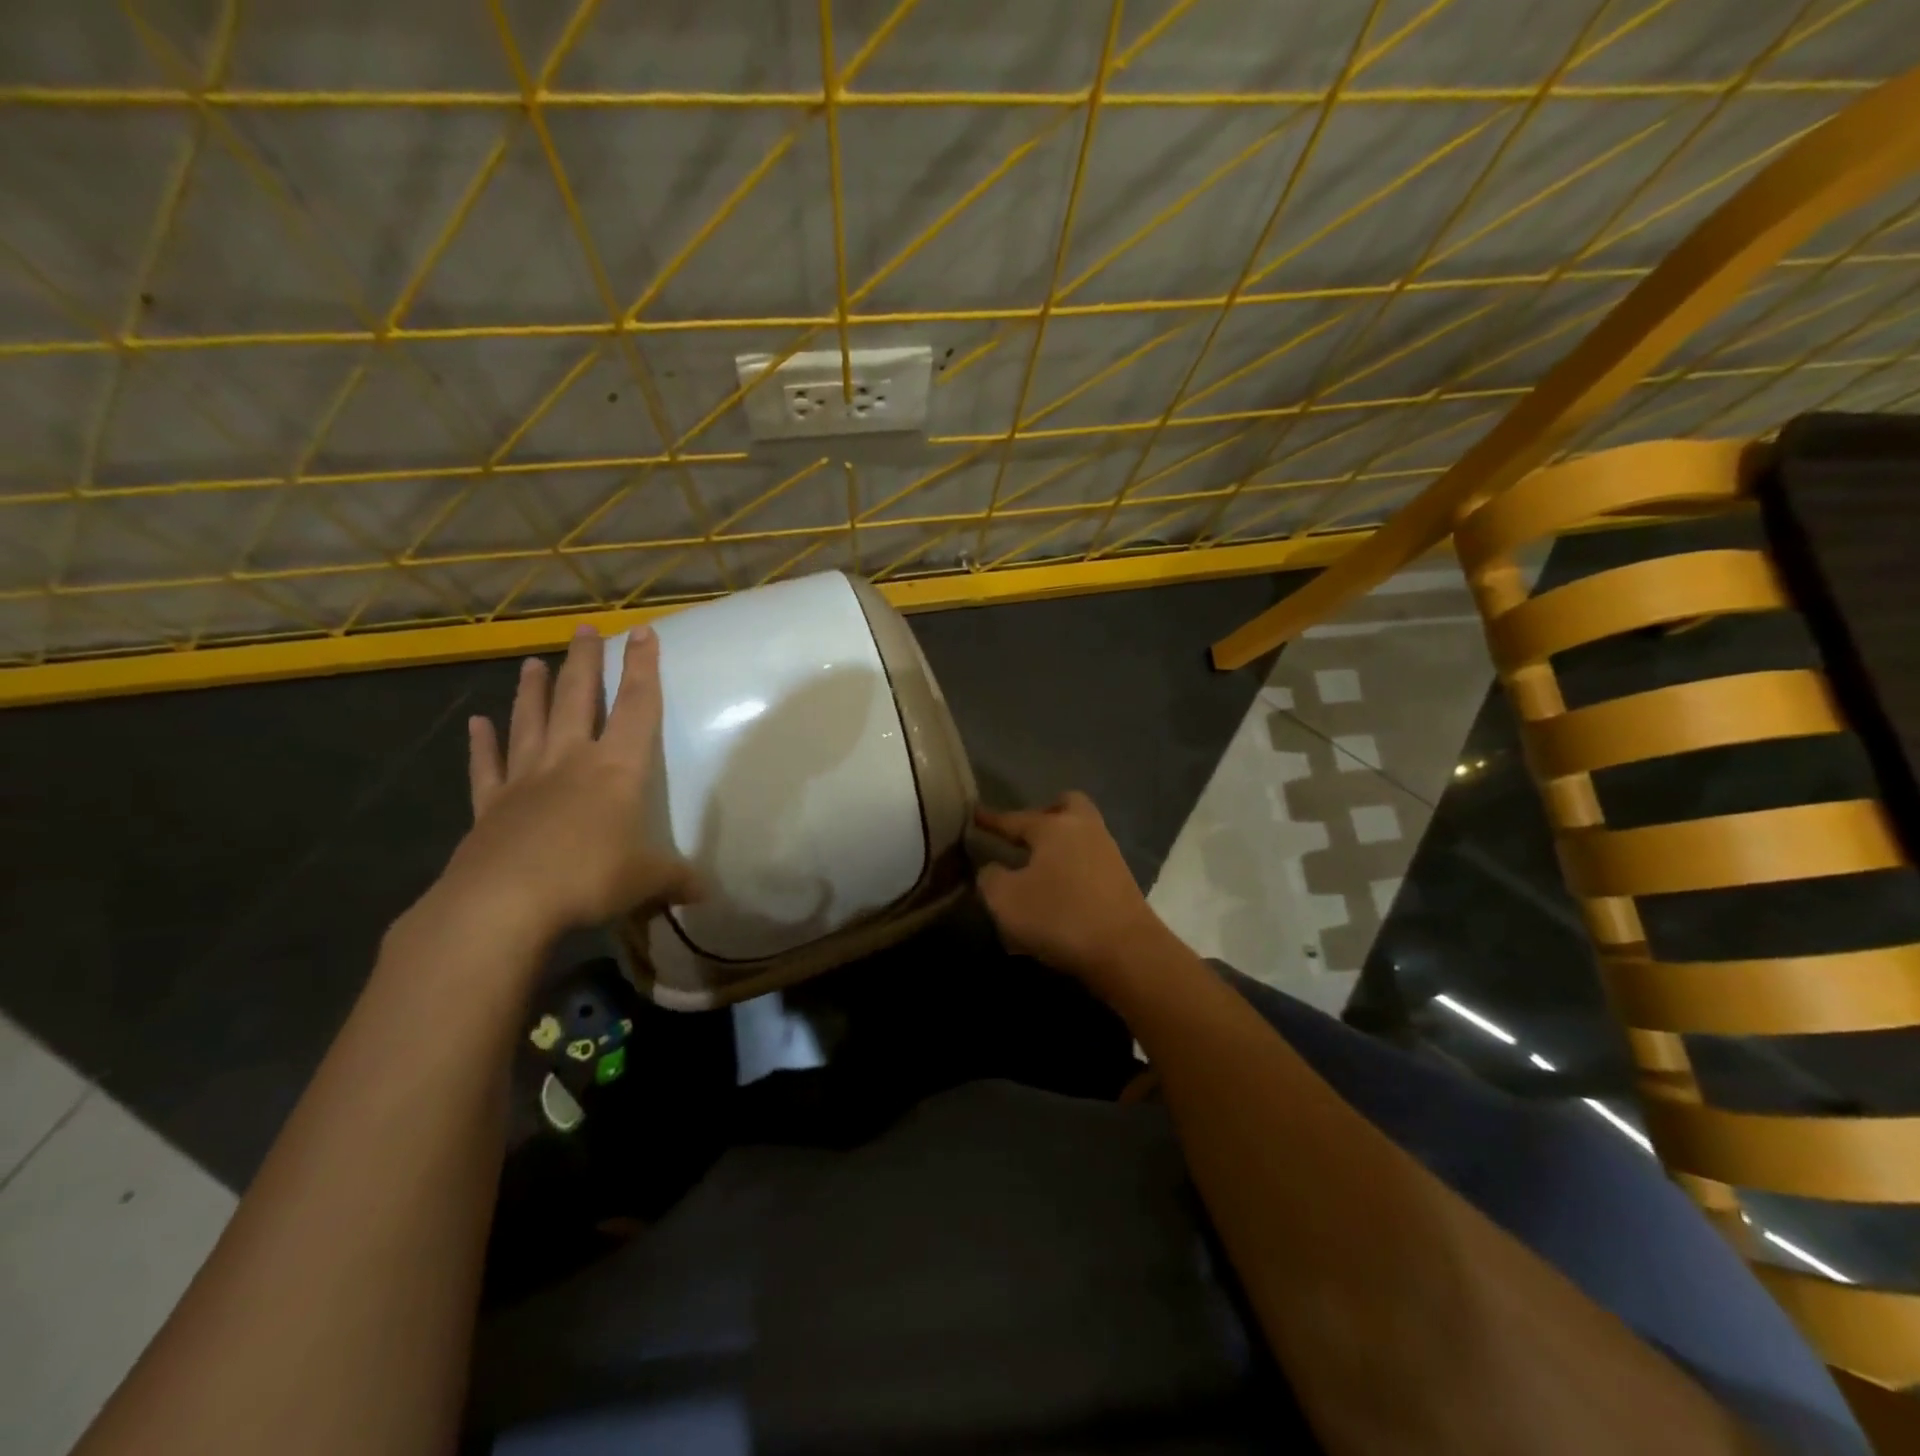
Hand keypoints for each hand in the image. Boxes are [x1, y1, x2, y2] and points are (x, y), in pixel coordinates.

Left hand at [428, 625, 696, 952]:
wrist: (503, 903)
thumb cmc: (588, 879)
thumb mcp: (646, 881)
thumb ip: (676, 879)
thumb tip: (705, 893)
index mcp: (616, 770)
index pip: (637, 708)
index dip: (643, 669)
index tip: (642, 632)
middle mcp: (570, 761)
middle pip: (578, 699)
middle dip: (585, 662)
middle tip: (585, 628)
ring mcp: (525, 780)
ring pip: (531, 722)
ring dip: (533, 690)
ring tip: (532, 662)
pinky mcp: (491, 806)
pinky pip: (486, 767)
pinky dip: (482, 744)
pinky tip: (477, 723)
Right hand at [974, 792, 1169, 987]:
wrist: (1126, 951)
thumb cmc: (1059, 916)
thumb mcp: (1006, 900)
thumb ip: (990, 878)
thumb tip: (993, 869)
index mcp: (1054, 827)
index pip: (1015, 818)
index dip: (991, 819)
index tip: (974, 814)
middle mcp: (1084, 830)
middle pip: (1066, 806)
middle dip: (1044, 815)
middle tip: (1024, 836)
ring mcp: (1108, 855)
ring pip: (1079, 836)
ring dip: (1057, 847)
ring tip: (1034, 872)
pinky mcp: (1121, 882)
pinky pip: (1088, 864)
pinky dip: (1070, 871)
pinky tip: (1055, 896)